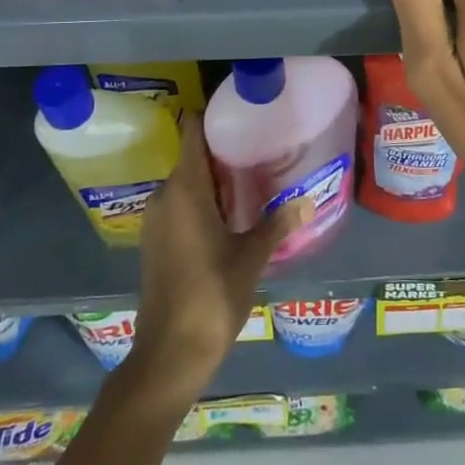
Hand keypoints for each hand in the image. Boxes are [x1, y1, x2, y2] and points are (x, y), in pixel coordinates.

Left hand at [124, 114, 308, 406]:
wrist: (170, 353)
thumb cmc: (212, 294)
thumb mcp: (252, 256)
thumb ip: (278, 223)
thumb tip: (309, 200)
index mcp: (185, 189)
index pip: (191, 132)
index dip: (211, 116)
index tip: (240, 111)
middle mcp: (165, 196)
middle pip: (192, 157)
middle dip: (223, 152)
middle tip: (261, 148)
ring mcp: (156, 221)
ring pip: (186, 184)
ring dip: (214, 180)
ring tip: (253, 179)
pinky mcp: (156, 243)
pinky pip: (180, 206)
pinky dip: (202, 202)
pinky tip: (231, 215)